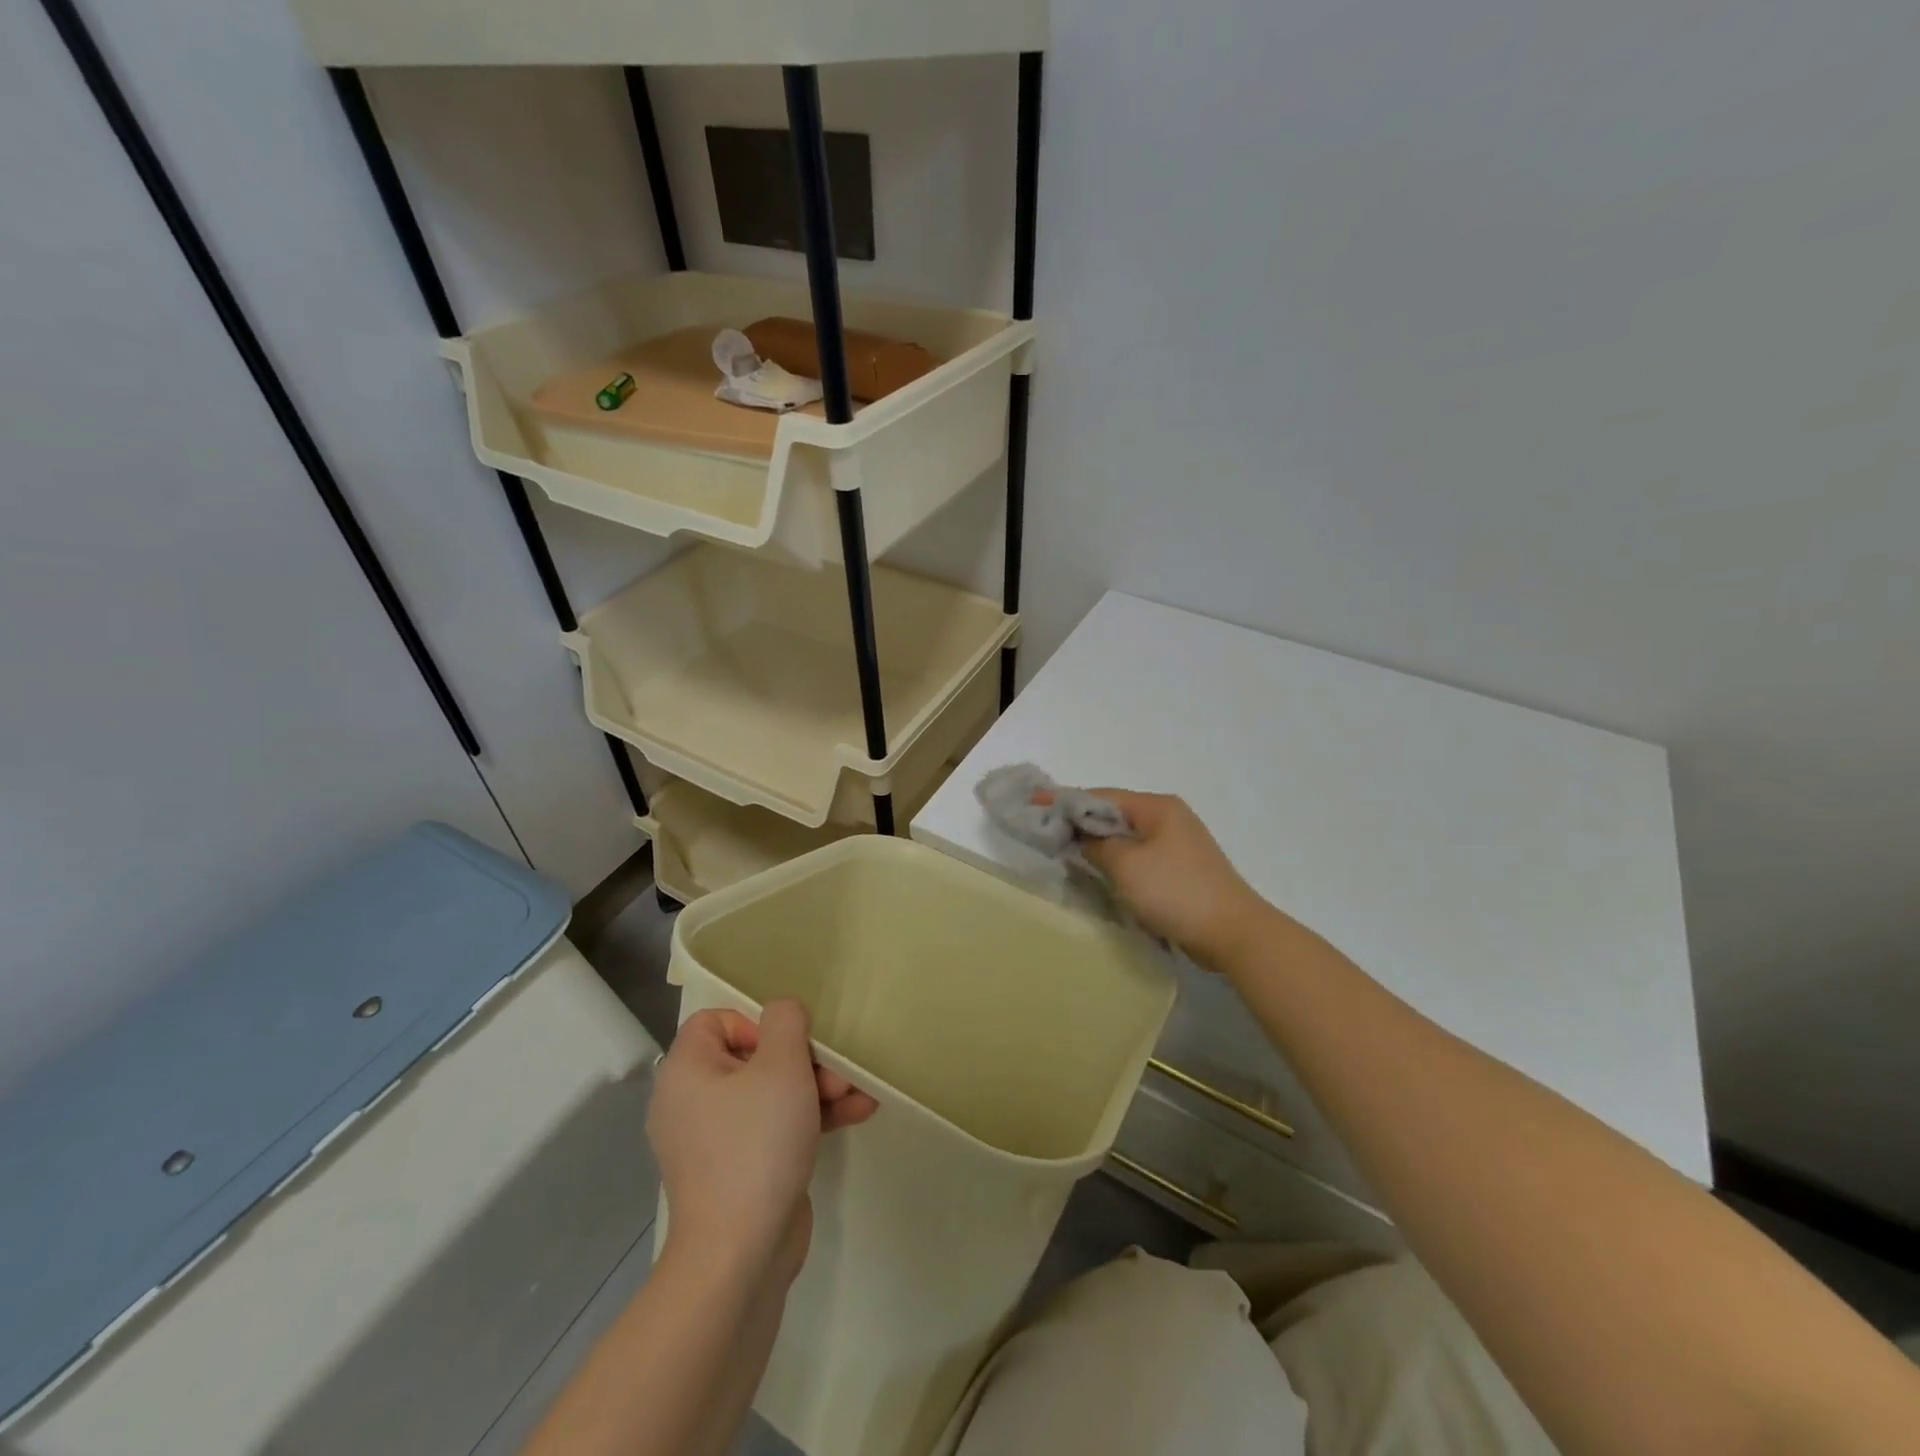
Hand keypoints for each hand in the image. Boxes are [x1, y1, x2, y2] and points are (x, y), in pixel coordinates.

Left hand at [647, 1000, 876, 1286]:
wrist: (741, 1255)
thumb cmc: (756, 1143)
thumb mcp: (781, 1065)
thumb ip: (785, 1021)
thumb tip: (782, 1012)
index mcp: (687, 1071)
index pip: (715, 1020)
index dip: (756, 1022)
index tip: (788, 1044)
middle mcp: (693, 1102)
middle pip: (753, 1056)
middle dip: (804, 1059)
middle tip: (838, 1072)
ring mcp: (716, 1141)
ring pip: (771, 1093)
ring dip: (817, 1087)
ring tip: (858, 1091)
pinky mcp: (741, 1170)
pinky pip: (775, 1127)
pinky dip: (811, 1118)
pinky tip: (858, 1112)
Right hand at [1066, 789, 1270, 968]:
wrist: (1232, 933)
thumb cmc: (1175, 891)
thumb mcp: (1126, 865)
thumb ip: (1096, 844)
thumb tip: (1081, 835)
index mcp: (1157, 807)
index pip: (1102, 796)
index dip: (1066, 801)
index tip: (1034, 804)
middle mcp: (1169, 817)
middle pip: (1114, 813)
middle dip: (1080, 821)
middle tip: (1046, 830)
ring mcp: (1177, 843)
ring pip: (1126, 836)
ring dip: (1098, 843)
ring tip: (1066, 850)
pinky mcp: (1180, 869)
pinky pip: (1139, 856)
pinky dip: (1117, 860)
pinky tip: (1100, 871)